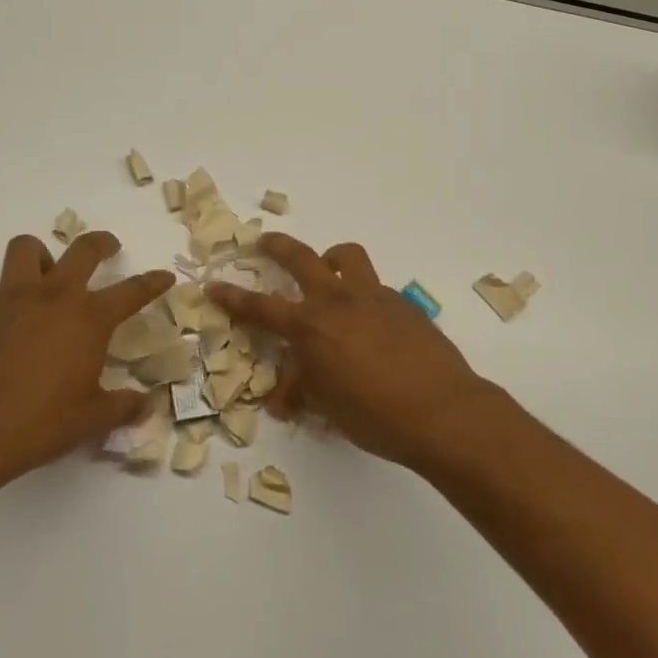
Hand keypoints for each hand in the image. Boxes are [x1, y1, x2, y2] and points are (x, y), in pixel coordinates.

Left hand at [0, 232, 173, 490]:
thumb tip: (146, 405)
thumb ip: (123, 407)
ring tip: (47, 272)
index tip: (164, 276)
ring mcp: (11, 297)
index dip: (152, 282)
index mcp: (88, 318)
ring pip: (27, 248)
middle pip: (83, 249)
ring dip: (42, 255)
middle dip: (101, 243)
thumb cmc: (38, 424)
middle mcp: (53, 296)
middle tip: (109, 248)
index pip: (132, 291)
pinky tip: (7, 317)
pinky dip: (5, 293)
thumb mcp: (91, 419)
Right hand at [209, 234, 512, 474]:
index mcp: (311, 326)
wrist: (442, 411)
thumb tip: (283, 400)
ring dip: (331, 258)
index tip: (215, 285)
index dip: (234, 298)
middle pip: (301, 257)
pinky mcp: (404, 304)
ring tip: (328, 270)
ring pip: (348, 257)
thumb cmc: (374, 414)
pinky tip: (371, 326)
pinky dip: (364, 296)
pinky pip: (376, 288)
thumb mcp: (327, 408)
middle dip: (278, 246)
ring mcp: (374, 297)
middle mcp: (338, 301)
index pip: (261, 307)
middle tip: (264, 242)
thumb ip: (302, 392)